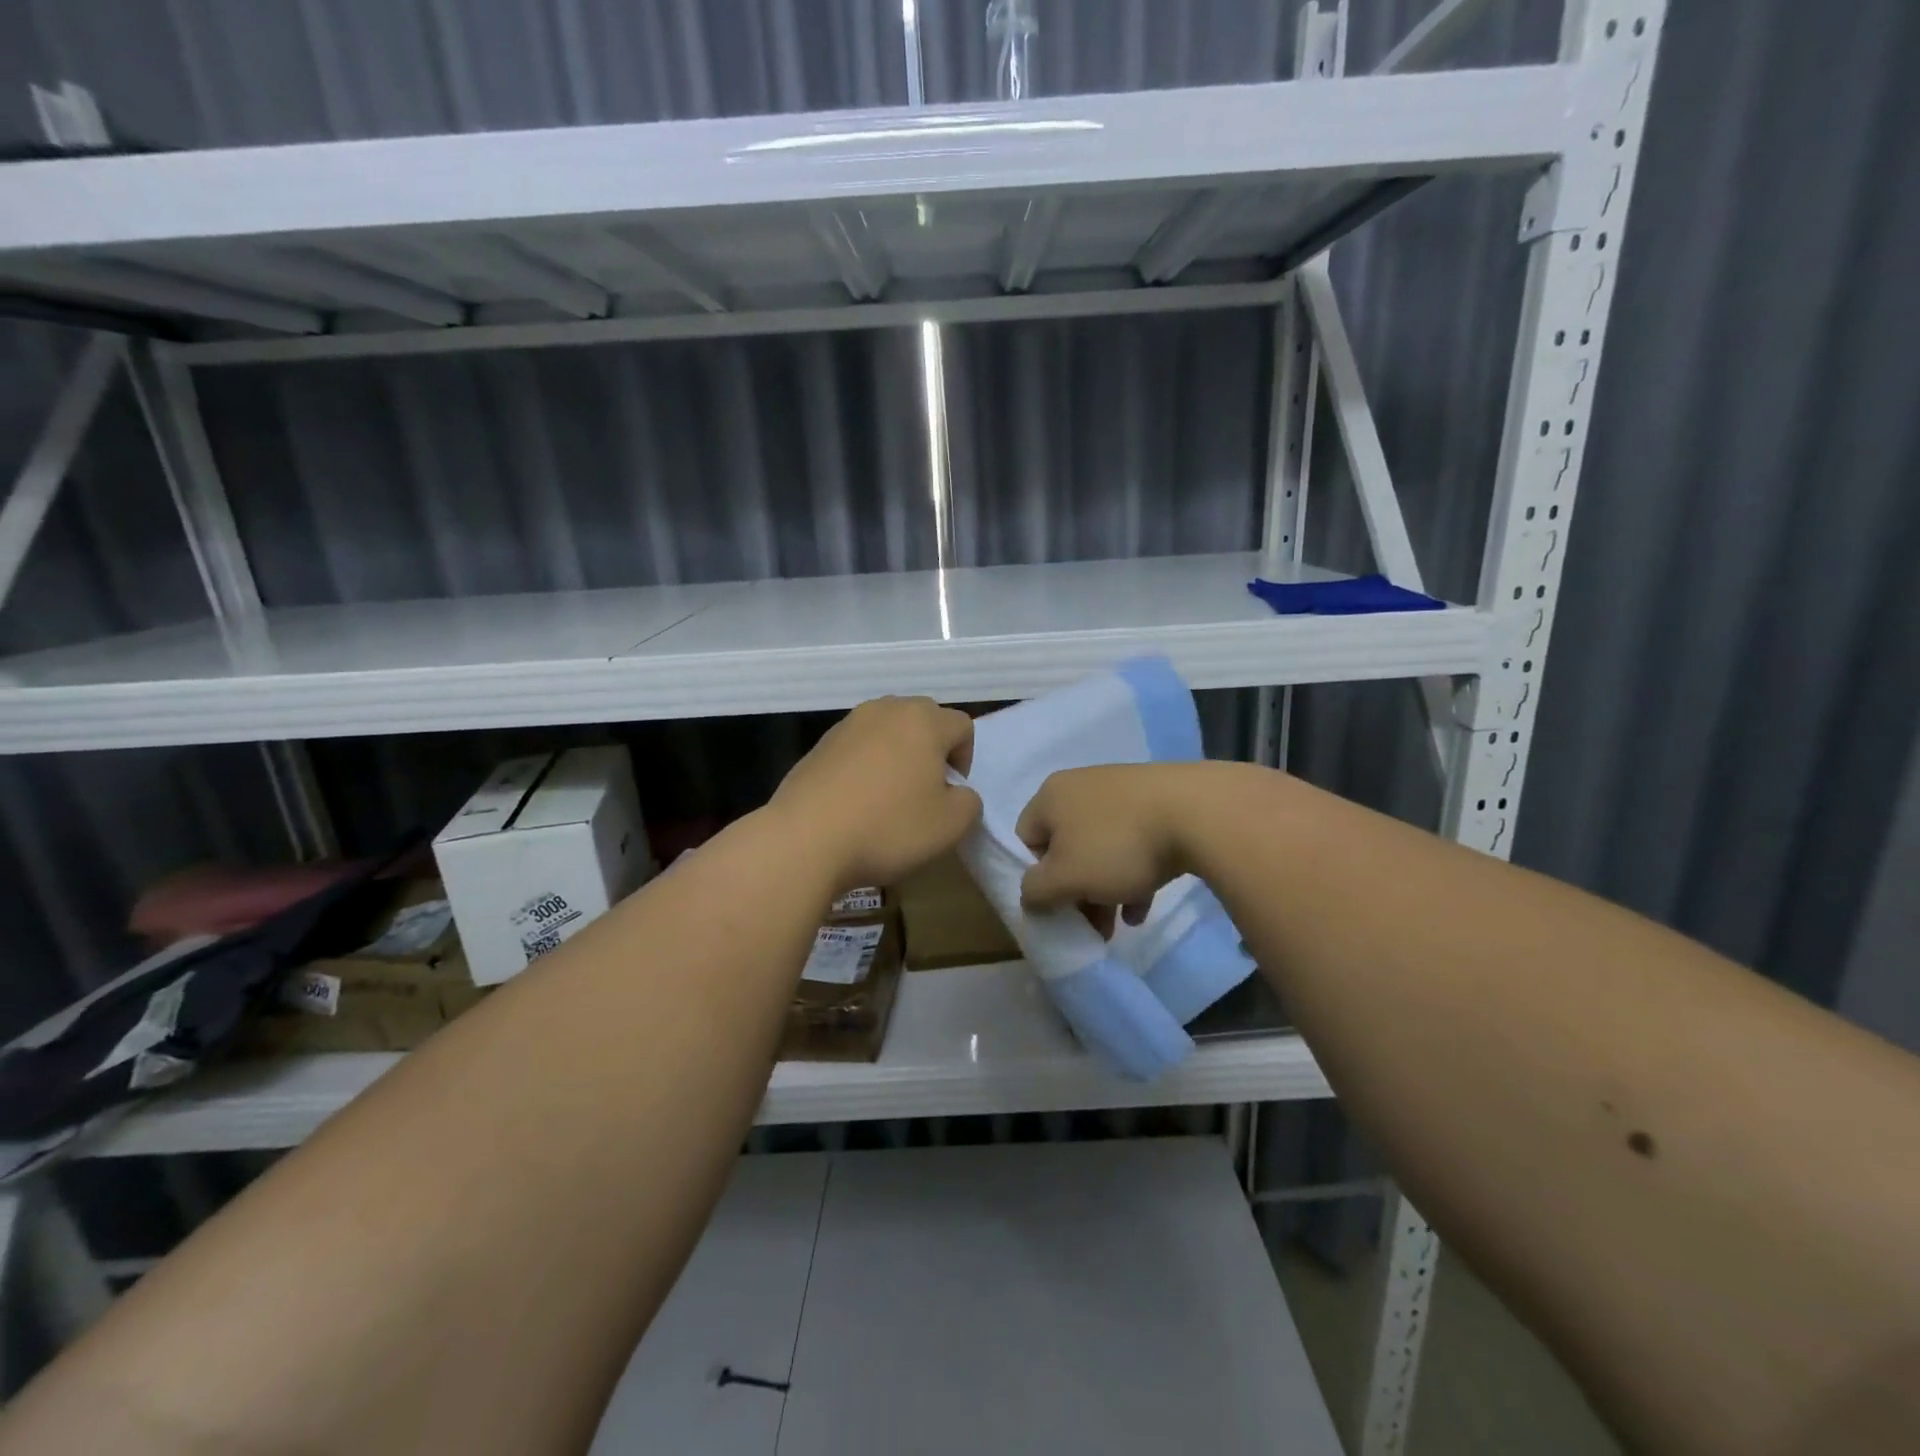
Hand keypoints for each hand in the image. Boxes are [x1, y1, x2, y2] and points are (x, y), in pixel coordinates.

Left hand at [770, 697, 980, 891]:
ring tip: (889, 795)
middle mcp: (886, 710)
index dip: (965, 759)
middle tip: (925, 790)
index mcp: (924, 721)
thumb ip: (969, 802)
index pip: (962, 726)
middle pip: (924, 719)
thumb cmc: (888, 827)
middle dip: (932, 749)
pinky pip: (857, 747)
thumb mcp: (951, 825)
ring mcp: (848, 724)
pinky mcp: (819, 744)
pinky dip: (865, 765)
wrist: (806, 839)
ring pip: (888, 730)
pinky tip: (857, 801)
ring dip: (897, 754)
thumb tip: (957, 792)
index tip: (950, 792)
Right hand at [1016, 764, 1199, 918]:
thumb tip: (1029, 896)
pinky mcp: (1155, 802)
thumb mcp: (1066, 878)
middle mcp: (1080, 787)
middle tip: (1090, 925)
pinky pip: (1133, 843)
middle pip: (1065, 848)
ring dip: (1104, 889)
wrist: (1198, 813)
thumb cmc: (1118, 845)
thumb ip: (1036, 891)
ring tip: (1120, 924)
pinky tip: (1144, 907)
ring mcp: (1121, 792)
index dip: (1036, 877)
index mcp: (1051, 796)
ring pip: (1101, 849)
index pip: (1027, 840)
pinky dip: (1133, 875)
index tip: (1057, 905)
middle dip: (1075, 892)